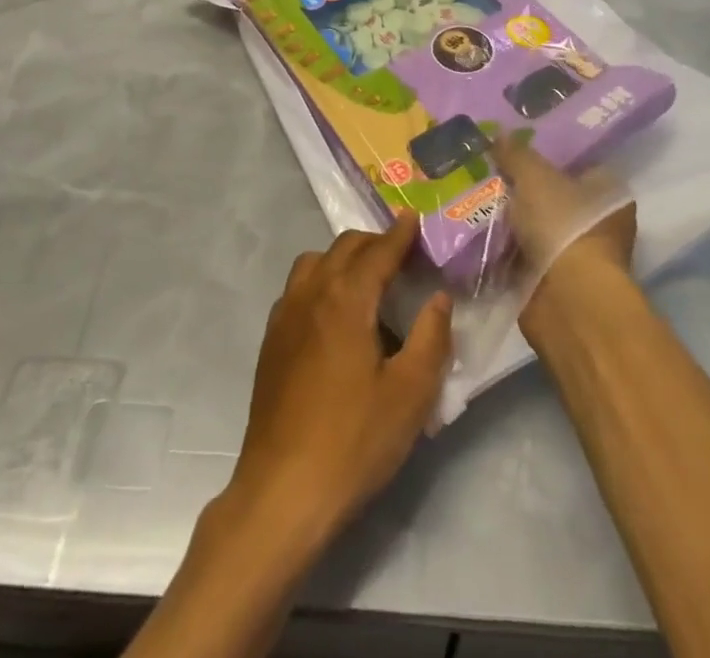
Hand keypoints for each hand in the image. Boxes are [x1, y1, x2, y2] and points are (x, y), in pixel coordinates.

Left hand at [229, 214, 452, 540]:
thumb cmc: (354, 440)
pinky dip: (321, 281)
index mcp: (346, 299)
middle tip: (402, 256)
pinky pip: (298, 289)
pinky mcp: (271, 341)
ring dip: (343, 259)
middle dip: (374, 243)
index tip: (414, 218)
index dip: (399, 234)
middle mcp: (311, 294)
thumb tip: (439, 298)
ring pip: (314, 263)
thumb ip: (430, 338)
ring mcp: (284, 316)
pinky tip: (335, 316)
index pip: (377, 252)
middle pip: (343, 248)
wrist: (282, 490)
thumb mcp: (410, 394)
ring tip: (368, 283)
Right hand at [492, 135, 636, 337]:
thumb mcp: (534, 176)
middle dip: (520, 188)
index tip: (513, 146)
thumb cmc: (564, 225)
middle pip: (551, 196)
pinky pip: (519, 256)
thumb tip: (497, 133)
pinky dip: (500, 249)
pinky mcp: (551, 282)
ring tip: (470, 196)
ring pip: (533, 226)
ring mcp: (574, 255)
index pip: (576, 164)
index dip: (546, 154)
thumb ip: (515, 153)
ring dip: (508, 220)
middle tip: (486, 170)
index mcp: (608, 192)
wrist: (567, 300)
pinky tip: (472, 230)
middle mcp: (597, 222)